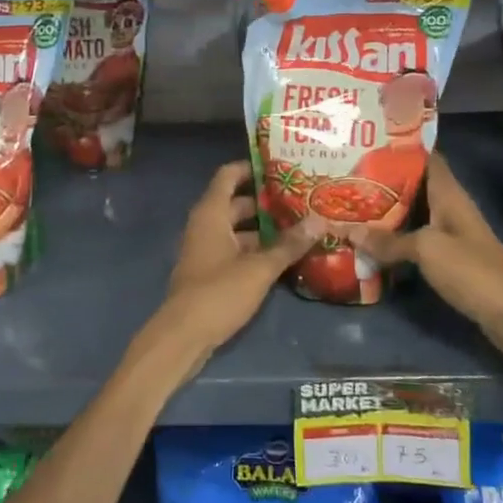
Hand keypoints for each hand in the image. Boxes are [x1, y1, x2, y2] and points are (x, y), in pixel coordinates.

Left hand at [139, 160, 322, 379]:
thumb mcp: (259, 268)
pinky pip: (235, 251)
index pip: (229, 175)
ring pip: (238, 230)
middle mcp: (206, 225)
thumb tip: (319, 220)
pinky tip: (284, 258)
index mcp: (211, 213)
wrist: (183, 336)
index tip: (281, 166)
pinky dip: (256, 250)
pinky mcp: (210, 272)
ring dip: (265, 229)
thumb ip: (289, 245)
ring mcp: (206, 250)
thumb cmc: (218, 292)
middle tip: (302, 199)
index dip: (252, 167)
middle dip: (267, 202)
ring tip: (301, 228)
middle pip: (237, 203)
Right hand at [345, 154, 502, 359]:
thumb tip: (349, 231)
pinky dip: (395, 240)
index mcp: (449, 195)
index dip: (400, 150)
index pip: (426, 159)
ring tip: (351, 206)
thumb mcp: (426, 249)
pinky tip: (371, 243)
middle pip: (414, 188)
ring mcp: (450, 235)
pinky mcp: (449, 260)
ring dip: (386, 213)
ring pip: (413, 215)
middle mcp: (450, 209)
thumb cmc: (472, 270)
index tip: (367, 145)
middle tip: (347, 178)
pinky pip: (416, 241)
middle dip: (383, 183)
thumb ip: (389, 240)